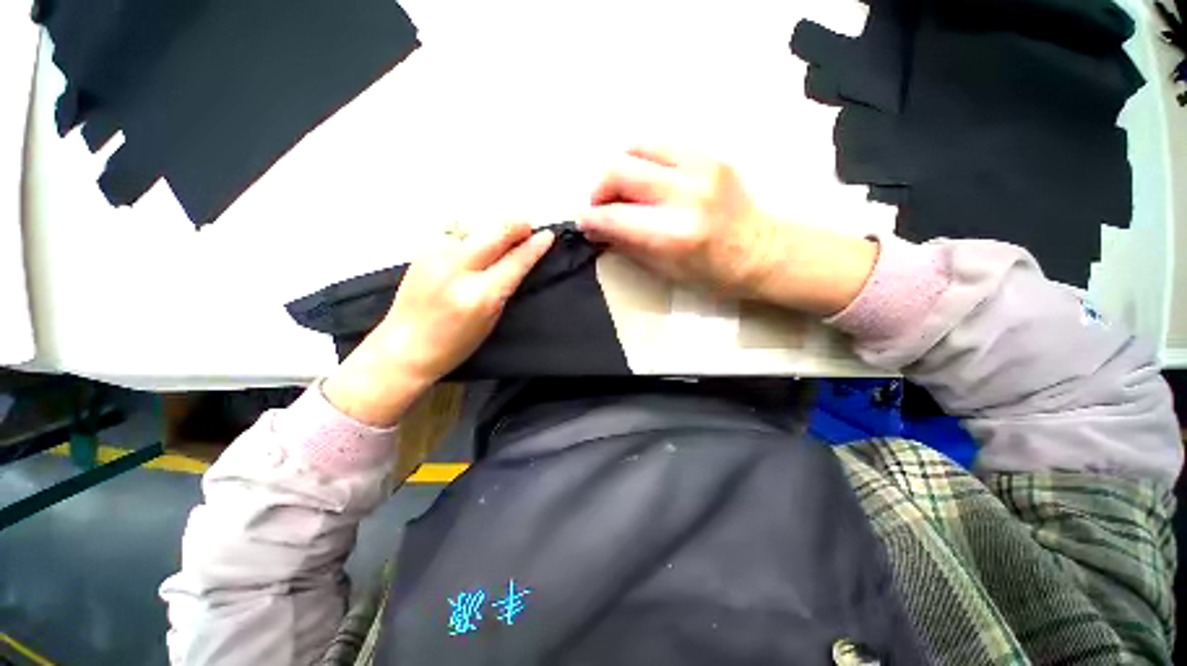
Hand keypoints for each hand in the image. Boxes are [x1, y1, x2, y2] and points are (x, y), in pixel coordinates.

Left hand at [324, 222, 553, 426]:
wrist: (403, 348)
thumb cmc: (454, 345)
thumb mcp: (490, 319)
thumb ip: (504, 286)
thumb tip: (519, 260)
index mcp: (478, 295)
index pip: (514, 262)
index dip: (534, 247)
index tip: (547, 235)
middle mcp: (456, 269)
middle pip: (493, 234)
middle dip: (515, 226)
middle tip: (528, 227)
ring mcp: (435, 256)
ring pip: (475, 230)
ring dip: (494, 231)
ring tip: (505, 238)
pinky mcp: (422, 252)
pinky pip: (458, 237)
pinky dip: (474, 238)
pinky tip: (478, 247)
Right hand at [579, 146, 877, 314]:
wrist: (763, 251)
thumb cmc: (713, 273)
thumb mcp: (666, 270)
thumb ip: (629, 245)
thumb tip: (599, 228)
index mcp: (673, 234)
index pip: (615, 217)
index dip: (591, 219)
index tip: (583, 222)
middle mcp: (685, 194)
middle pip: (620, 171)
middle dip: (599, 190)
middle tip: (600, 206)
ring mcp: (700, 169)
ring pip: (638, 147)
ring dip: (620, 168)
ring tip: (622, 189)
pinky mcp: (710, 156)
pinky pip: (662, 144)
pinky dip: (644, 159)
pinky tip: (646, 178)